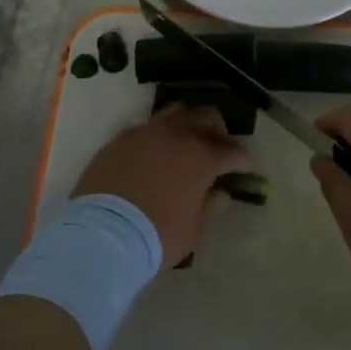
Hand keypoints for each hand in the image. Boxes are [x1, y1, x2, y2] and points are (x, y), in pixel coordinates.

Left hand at [74, 106, 249, 266]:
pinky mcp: (120, 139)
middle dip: (217, 131)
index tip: (247, 168)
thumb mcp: (193, 229)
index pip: (232, 150)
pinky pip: (146, 129)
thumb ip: (209, 207)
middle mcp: (176, 135)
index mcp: (201, 156)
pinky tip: (155, 155)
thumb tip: (220, 195)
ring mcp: (146, 133)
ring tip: (186, 144)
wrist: (102, 235)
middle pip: (205, 117)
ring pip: (175, 113)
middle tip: (219, 149)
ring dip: (187, 125)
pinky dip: (157, 138)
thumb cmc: (157, 236)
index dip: (243, 159)